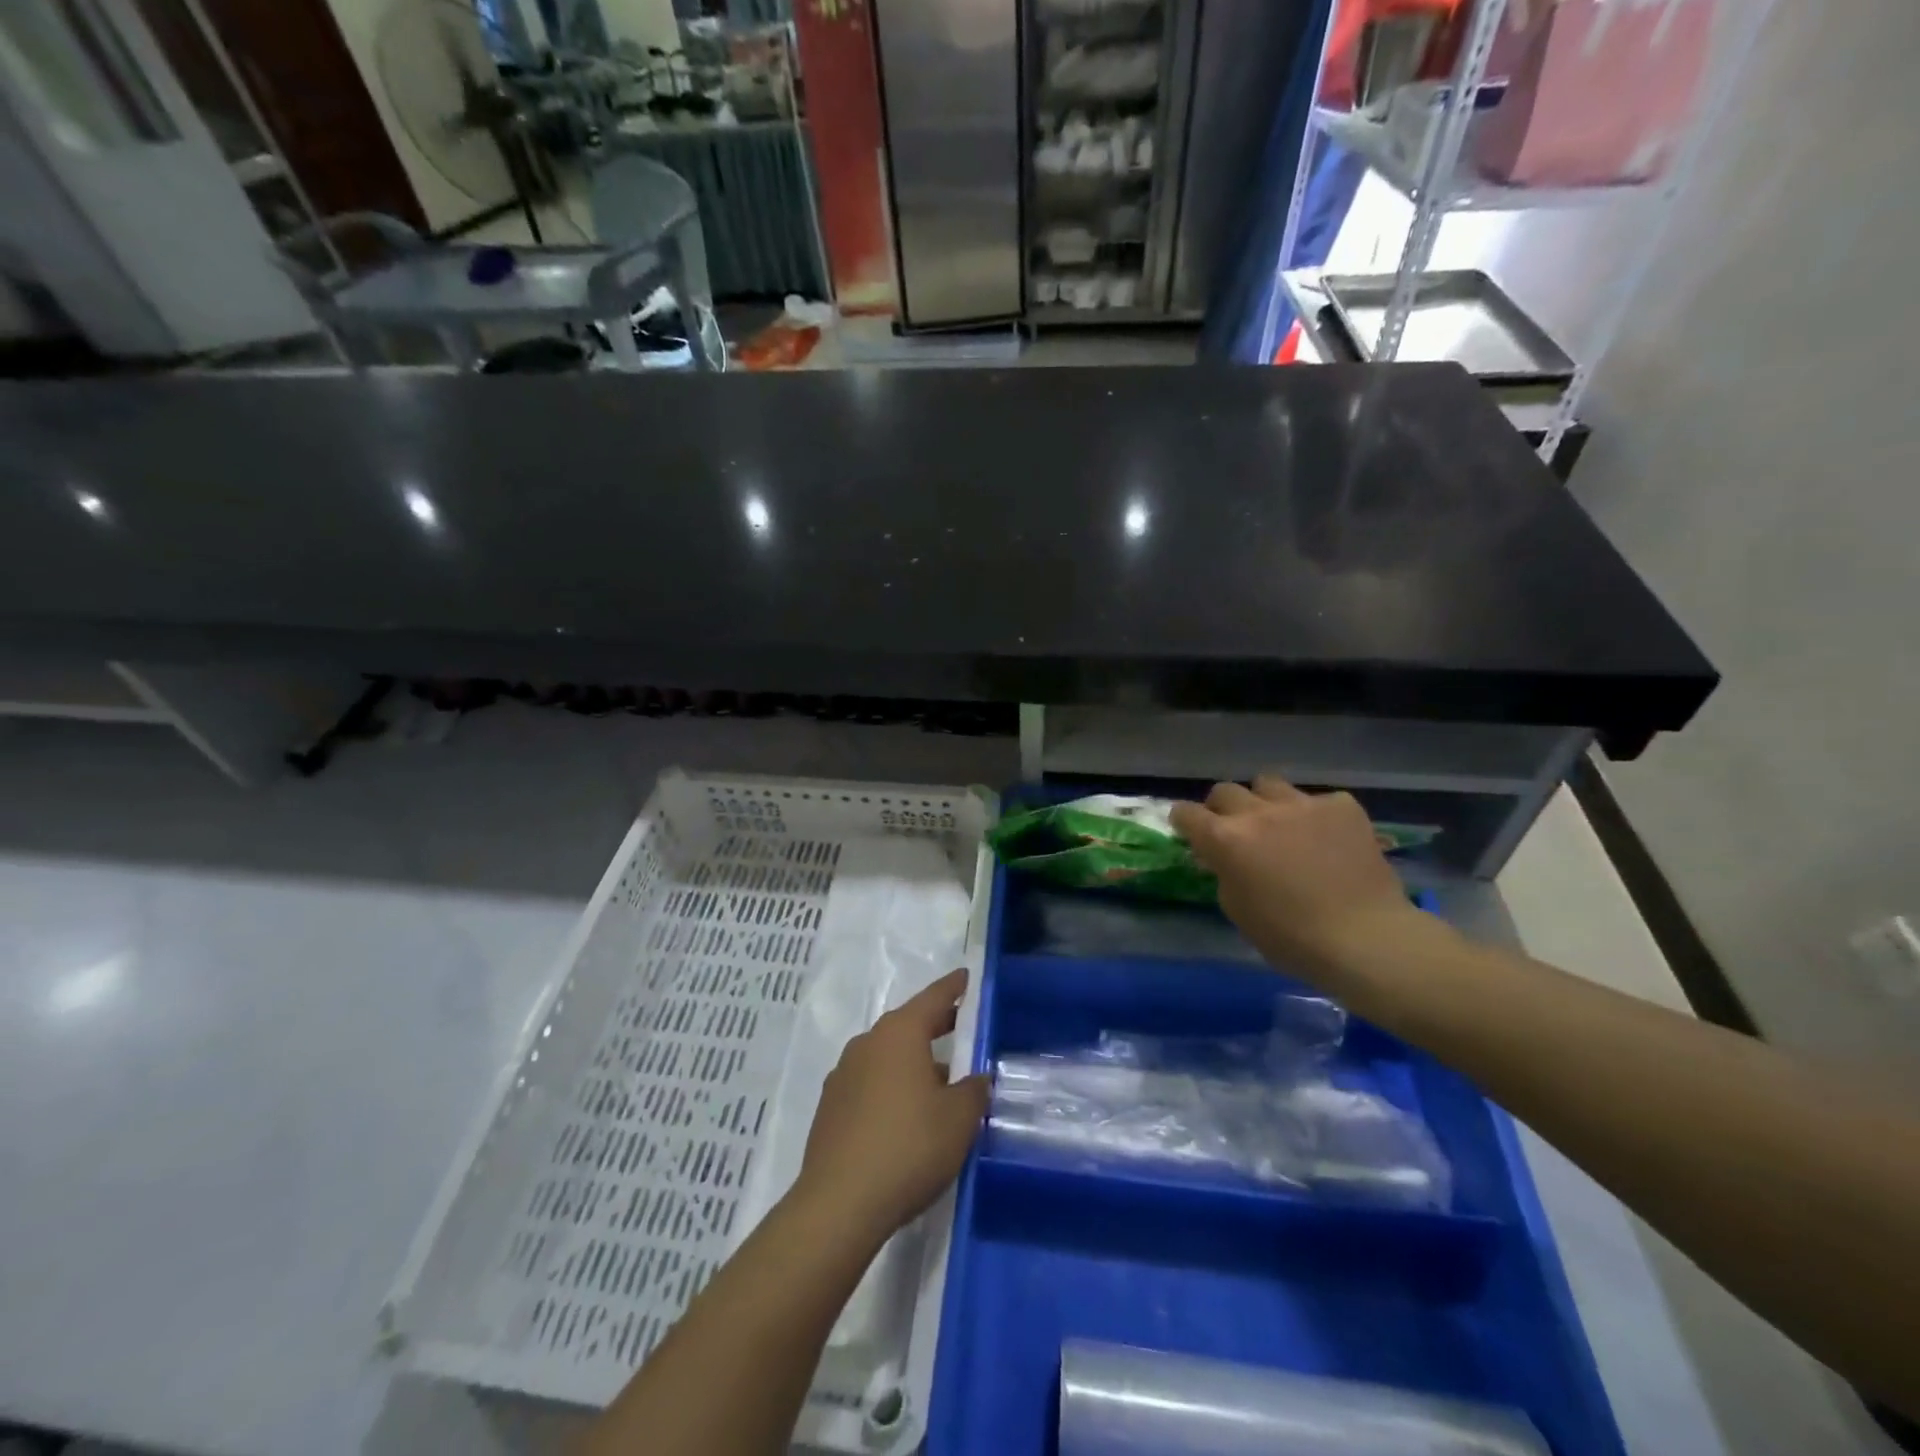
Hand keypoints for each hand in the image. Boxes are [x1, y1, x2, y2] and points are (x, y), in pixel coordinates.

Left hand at [795, 968, 988, 1241]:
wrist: (839, 1204)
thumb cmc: (908, 1147)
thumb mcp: (958, 1119)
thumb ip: (973, 1090)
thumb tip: (975, 1078)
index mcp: (899, 1033)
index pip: (933, 998)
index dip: (954, 988)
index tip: (966, 977)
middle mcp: (868, 1043)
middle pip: (908, 1025)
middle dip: (935, 1026)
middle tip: (961, 1028)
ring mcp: (843, 1074)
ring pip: (887, 1055)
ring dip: (913, 1062)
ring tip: (939, 1082)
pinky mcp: (831, 1106)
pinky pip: (870, 1082)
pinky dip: (891, 1086)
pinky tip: (905, 1115)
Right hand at [1170, 776, 1427, 979]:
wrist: (1365, 938)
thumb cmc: (1290, 937)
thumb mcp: (1237, 910)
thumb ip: (1224, 873)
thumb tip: (1224, 858)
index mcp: (1225, 839)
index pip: (1186, 813)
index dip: (1184, 822)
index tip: (1190, 831)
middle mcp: (1258, 812)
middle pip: (1225, 791)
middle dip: (1222, 808)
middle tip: (1235, 830)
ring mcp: (1302, 803)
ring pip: (1268, 784)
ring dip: (1265, 802)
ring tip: (1281, 824)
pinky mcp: (1341, 806)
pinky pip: (1317, 800)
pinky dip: (1315, 816)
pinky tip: (1328, 839)